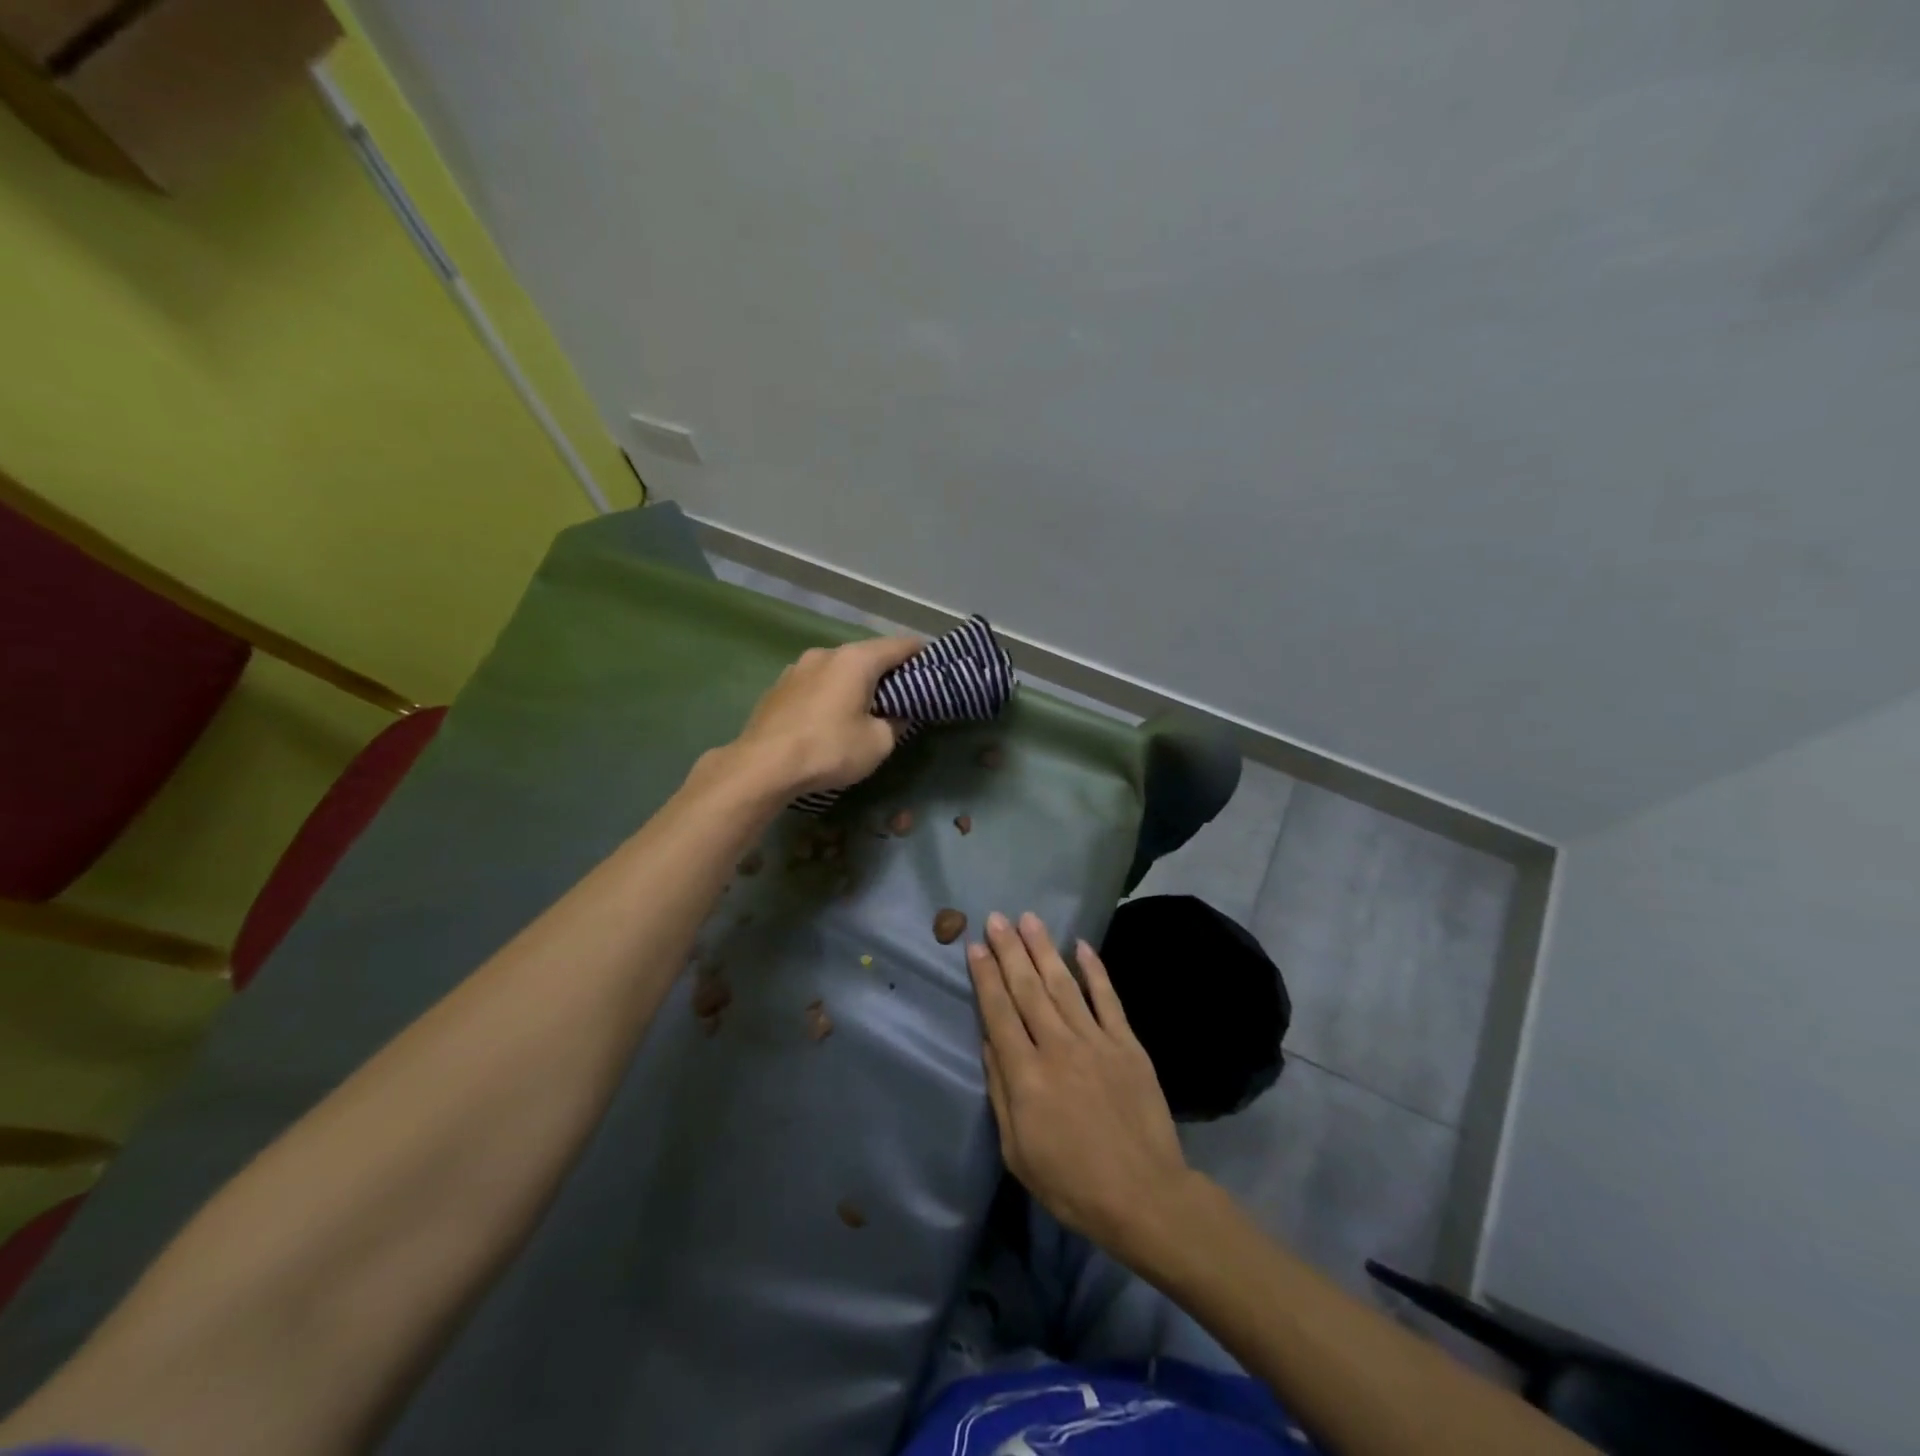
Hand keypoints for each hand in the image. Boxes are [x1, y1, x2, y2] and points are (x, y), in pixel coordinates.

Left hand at [730, 636, 922, 795]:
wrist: (762, 766)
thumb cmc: (829, 749)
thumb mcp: (878, 743)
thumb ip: (896, 723)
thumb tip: (898, 714)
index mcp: (856, 660)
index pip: (900, 645)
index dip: (920, 653)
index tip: (933, 664)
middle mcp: (826, 654)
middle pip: (866, 655)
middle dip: (886, 671)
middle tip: (902, 692)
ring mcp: (797, 668)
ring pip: (837, 668)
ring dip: (854, 682)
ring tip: (864, 705)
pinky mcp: (778, 687)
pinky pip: (815, 683)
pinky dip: (830, 692)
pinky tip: (830, 715)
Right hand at [968, 912, 1195, 1263]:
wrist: (1145, 1197)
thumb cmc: (1071, 1183)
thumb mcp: (1018, 1150)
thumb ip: (1001, 1091)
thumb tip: (989, 1042)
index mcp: (1027, 1074)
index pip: (999, 1012)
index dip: (986, 977)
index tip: (975, 947)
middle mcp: (1058, 1046)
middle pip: (1027, 988)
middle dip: (1009, 950)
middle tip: (997, 918)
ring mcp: (1096, 1041)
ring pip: (1063, 984)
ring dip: (1044, 949)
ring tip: (1029, 919)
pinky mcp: (1127, 1044)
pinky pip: (1108, 999)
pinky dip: (1095, 970)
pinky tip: (1082, 946)